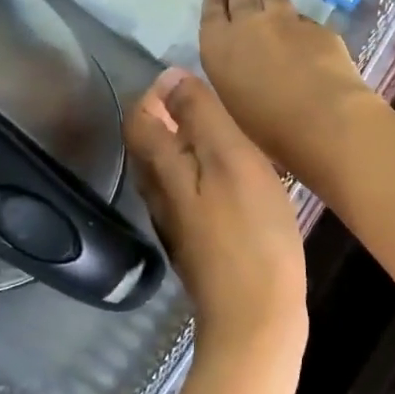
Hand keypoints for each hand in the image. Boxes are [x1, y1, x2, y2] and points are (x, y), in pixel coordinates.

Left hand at [124, 67, 307, 357]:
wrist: (256, 316)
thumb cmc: (250, 232)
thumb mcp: (230, 160)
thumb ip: (200, 116)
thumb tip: (172, 77)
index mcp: (162, 170)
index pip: (138, 118)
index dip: (155, 93)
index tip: (187, 78)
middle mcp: (159, 197)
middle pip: (149, 147)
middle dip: (168, 117)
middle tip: (208, 101)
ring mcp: (178, 226)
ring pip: (169, 174)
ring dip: (186, 146)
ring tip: (224, 134)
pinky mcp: (200, 246)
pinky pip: (191, 196)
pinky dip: (203, 175)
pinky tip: (235, 180)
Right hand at [199, 0, 377, 174]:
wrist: (323, 116)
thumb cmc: (270, 127)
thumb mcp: (236, 105)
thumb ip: (234, 79)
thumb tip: (240, 67)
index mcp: (219, 48)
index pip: (211, 16)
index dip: (214, 3)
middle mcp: (248, 26)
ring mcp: (285, 21)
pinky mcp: (316, 28)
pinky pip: (302, 16)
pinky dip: (296, 14)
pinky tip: (298, 15)